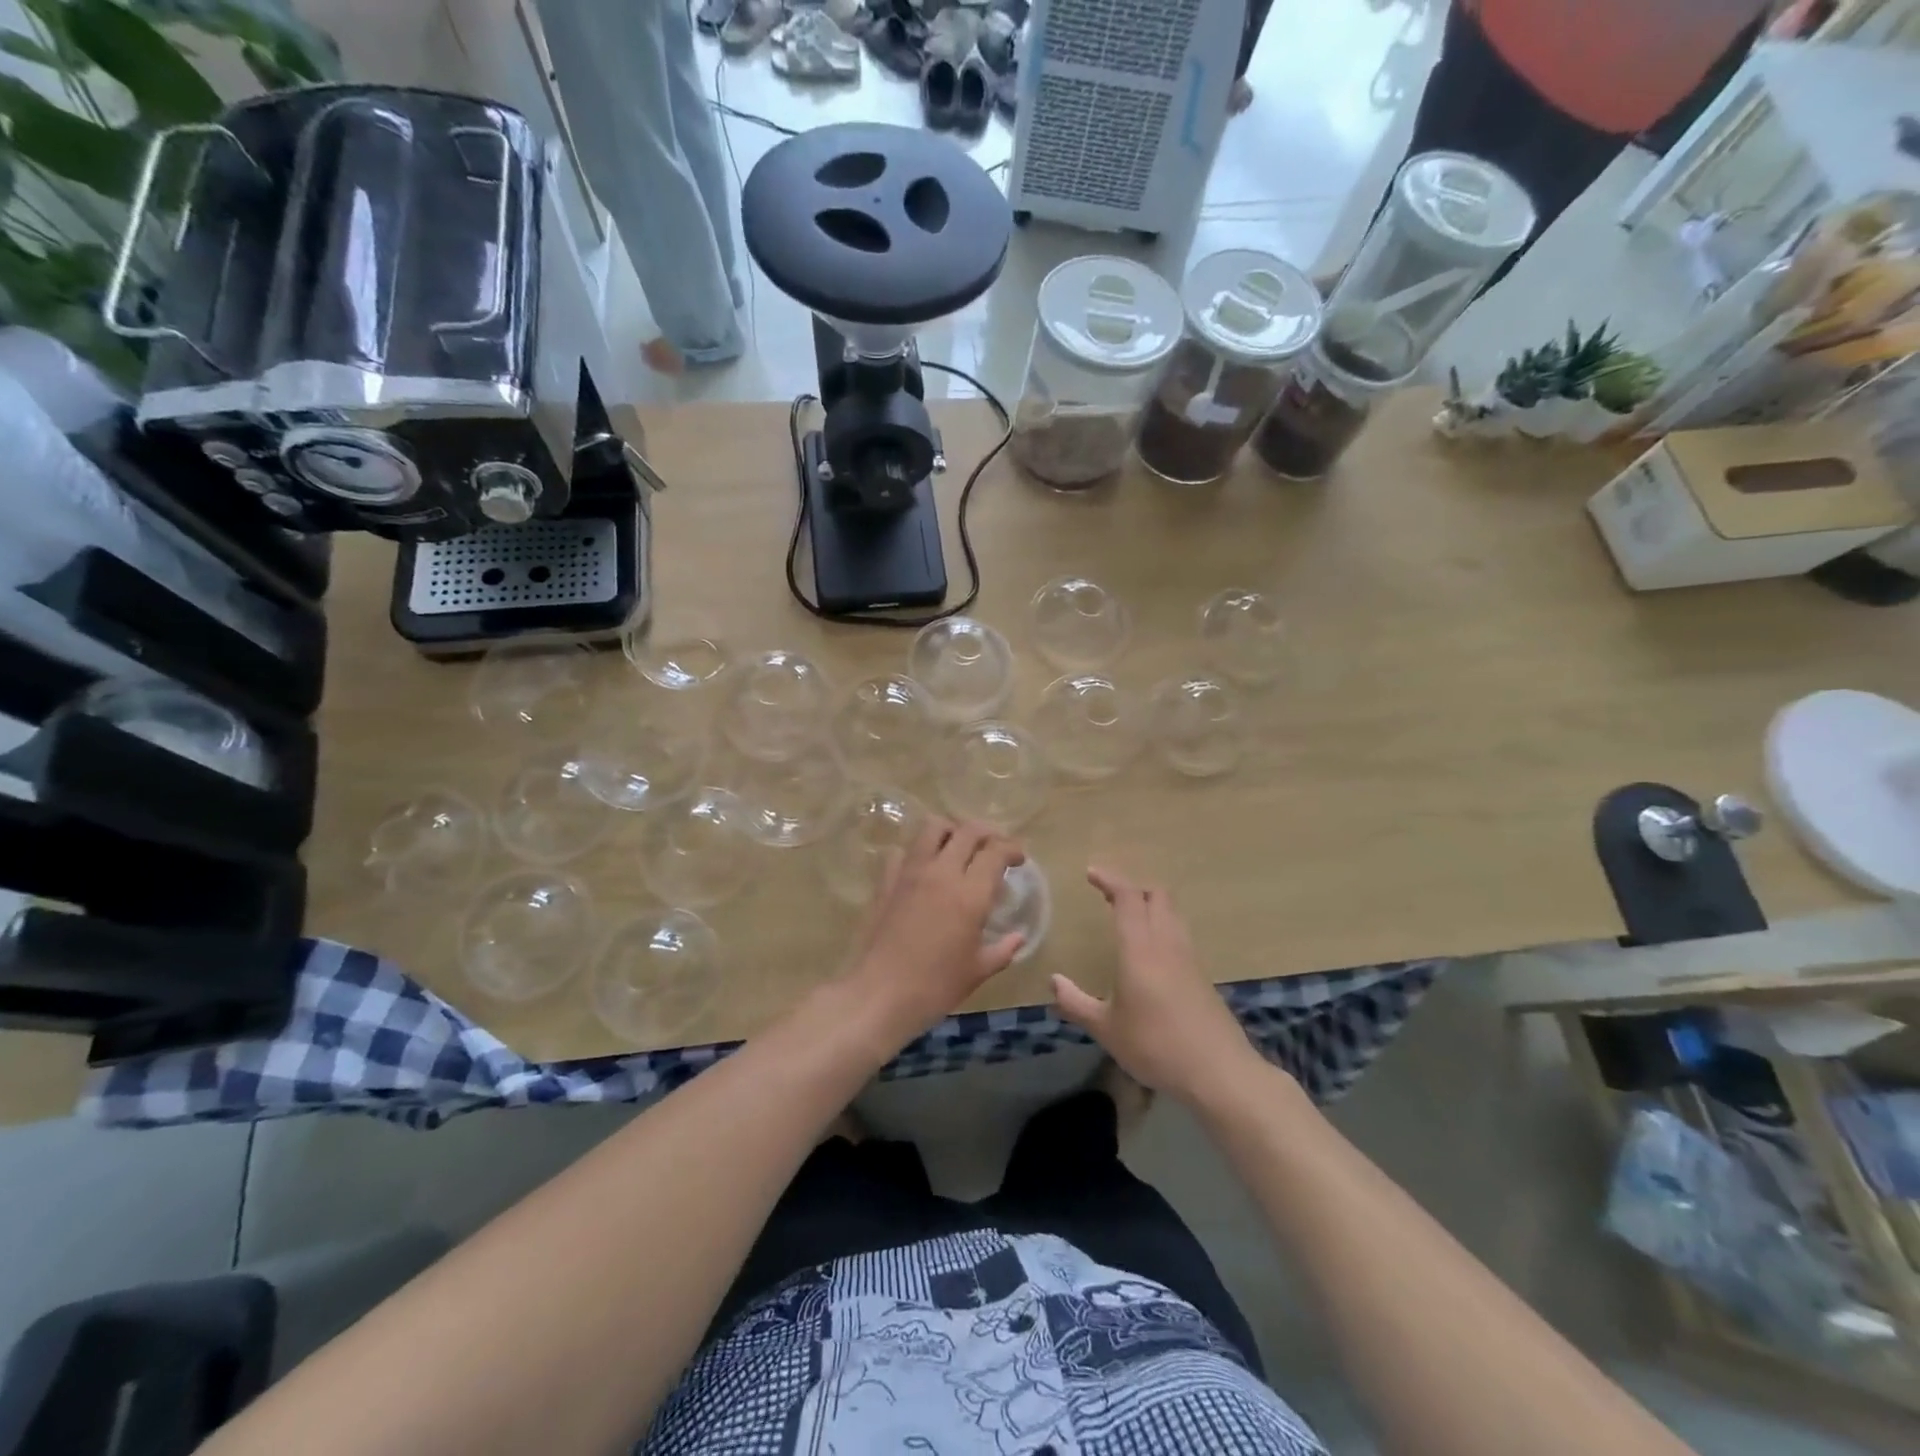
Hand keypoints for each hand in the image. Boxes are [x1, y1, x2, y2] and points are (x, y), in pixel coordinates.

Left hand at [846, 818, 1026, 1040]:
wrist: (881, 994)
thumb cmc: (936, 986)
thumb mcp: (978, 971)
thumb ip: (1003, 949)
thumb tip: (1018, 938)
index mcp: (970, 894)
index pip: (996, 851)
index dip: (1012, 848)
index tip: (1018, 858)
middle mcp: (941, 872)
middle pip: (968, 830)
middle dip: (987, 832)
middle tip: (994, 846)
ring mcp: (910, 872)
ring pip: (932, 827)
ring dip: (951, 830)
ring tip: (958, 847)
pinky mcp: (886, 880)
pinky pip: (902, 851)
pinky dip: (917, 852)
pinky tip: (922, 869)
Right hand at [1052, 868, 1266, 1105]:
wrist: (1218, 1071)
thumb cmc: (1155, 1045)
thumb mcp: (1106, 1029)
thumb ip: (1076, 1003)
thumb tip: (1053, 982)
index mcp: (1140, 947)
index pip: (1128, 896)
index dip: (1110, 879)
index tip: (1091, 873)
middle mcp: (1167, 943)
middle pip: (1156, 895)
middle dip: (1132, 887)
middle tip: (1109, 896)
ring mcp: (1189, 957)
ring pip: (1172, 912)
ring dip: (1150, 905)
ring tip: (1129, 917)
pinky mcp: (1202, 975)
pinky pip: (1180, 934)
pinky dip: (1162, 927)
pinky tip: (1150, 952)